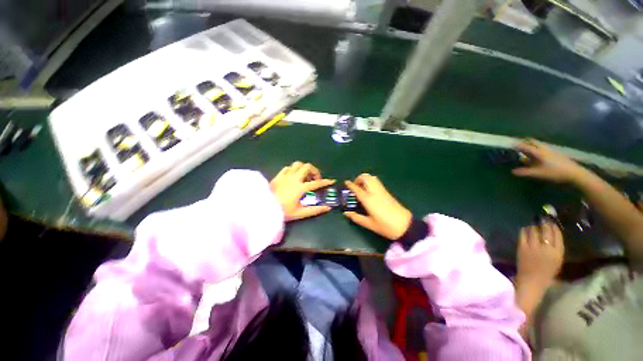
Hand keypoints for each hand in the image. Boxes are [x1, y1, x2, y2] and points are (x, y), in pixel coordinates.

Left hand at [270, 161, 334, 220]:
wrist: (264, 208)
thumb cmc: (283, 212)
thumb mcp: (300, 213)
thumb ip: (315, 210)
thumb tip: (328, 208)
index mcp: (301, 188)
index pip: (316, 183)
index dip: (325, 182)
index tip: (331, 181)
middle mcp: (295, 178)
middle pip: (307, 167)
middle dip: (314, 171)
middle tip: (315, 179)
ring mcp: (286, 175)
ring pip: (298, 164)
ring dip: (304, 168)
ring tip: (305, 176)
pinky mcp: (278, 175)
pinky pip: (288, 168)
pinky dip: (293, 170)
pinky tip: (293, 176)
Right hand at [343, 174, 411, 239]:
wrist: (405, 225)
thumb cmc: (385, 226)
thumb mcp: (369, 224)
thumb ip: (356, 217)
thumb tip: (346, 213)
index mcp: (368, 199)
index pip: (357, 188)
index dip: (350, 184)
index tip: (345, 182)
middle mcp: (374, 192)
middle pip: (365, 178)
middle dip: (358, 178)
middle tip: (355, 186)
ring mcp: (382, 191)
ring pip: (372, 178)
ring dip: (365, 179)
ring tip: (362, 187)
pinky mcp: (387, 192)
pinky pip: (377, 182)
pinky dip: (371, 181)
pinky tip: (369, 190)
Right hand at [512, 139, 586, 182]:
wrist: (574, 173)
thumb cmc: (554, 172)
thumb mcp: (538, 173)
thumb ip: (524, 172)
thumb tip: (512, 171)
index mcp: (538, 152)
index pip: (525, 146)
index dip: (517, 144)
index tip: (509, 143)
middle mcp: (543, 149)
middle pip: (532, 142)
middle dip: (524, 141)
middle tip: (517, 143)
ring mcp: (550, 150)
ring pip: (538, 144)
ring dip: (531, 144)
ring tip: (525, 148)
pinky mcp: (555, 153)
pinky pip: (543, 148)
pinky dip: (537, 148)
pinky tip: (537, 154)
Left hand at [516, 221, 563, 288]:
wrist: (532, 281)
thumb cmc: (546, 273)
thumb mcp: (557, 261)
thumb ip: (556, 248)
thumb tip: (552, 235)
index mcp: (558, 252)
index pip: (557, 235)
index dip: (554, 227)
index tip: (552, 223)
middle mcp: (547, 248)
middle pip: (546, 231)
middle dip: (544, 224)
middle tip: (542, 220)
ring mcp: (533, 247)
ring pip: (534, 230)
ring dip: (534, 226)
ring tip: (534, 224)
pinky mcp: (522, 247)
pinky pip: (523, 234)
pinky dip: (524, 230)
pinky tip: (525, 229)